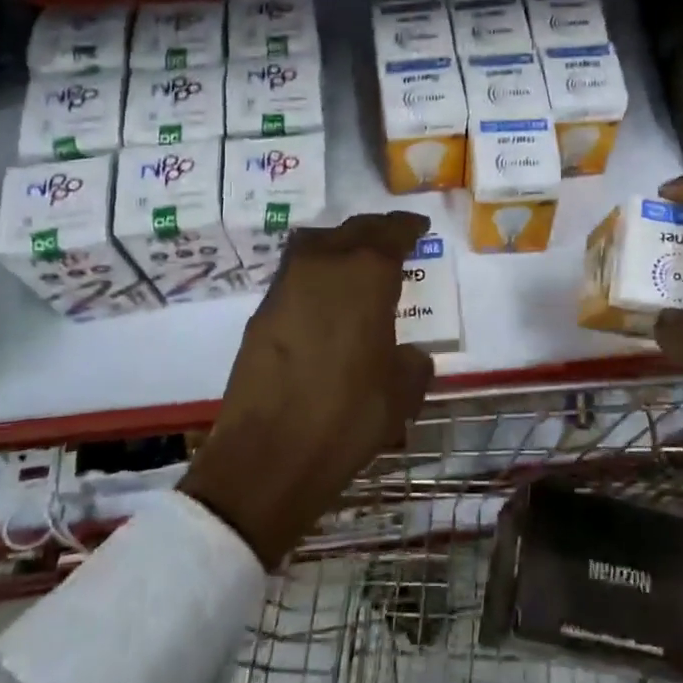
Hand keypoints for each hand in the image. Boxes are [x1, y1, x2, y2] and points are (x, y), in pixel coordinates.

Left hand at [182, 212, 434, 565]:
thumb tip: (408, 355)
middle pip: (353, 230)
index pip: (391, 233)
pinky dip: (316, 273)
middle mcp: (324, 265)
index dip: (408, 227)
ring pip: (317, 243)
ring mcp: (287, 285)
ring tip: (355, 261)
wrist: (269, 454)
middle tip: (393, 238)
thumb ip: (412, 362)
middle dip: (376, 230)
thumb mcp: (402, 392)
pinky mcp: (262, 311)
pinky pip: (296, 273)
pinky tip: (324, 299)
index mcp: (367, 275)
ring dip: (340, 244)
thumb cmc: (349, 416)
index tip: (420, 228)